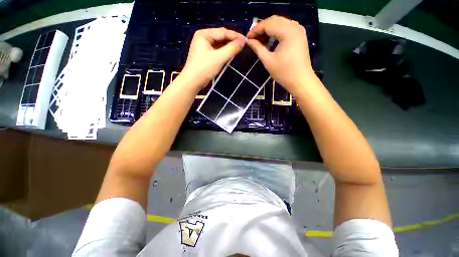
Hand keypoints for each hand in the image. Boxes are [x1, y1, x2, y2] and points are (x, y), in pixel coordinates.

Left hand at [181, 28, 244, 90]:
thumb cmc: (204, 68)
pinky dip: (224, 52)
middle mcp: (203, 38)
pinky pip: (217, 51)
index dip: (235, 36)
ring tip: (238, 49)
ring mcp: (204, 47)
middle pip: (221, 37)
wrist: (192, 82)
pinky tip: (230, 54)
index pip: (223, 32)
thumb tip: (242, 42)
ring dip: (228, 47)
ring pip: (219, 44)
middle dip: (232, 41)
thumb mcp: (219, 58)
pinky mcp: (205, 55)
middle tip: (243, 45)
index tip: (246, 40)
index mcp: (204, 34)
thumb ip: (231, 49)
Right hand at [247, 16, 314, 94]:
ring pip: (280, 23)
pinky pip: (285, 28)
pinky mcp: (299, 36)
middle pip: (274, 20)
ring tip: (259, 40)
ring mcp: (299, 30)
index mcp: (288, 32)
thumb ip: (257, 48)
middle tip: (252, 38)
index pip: (268, 24)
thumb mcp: (268, 61)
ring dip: (268, 29)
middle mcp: (295, 27)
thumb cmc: (284, 73)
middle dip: (262, 28)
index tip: (247, 37)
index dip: (256, 29)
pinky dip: (276, 32)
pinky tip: (270, 40)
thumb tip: (248, 41)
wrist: (300, 81)